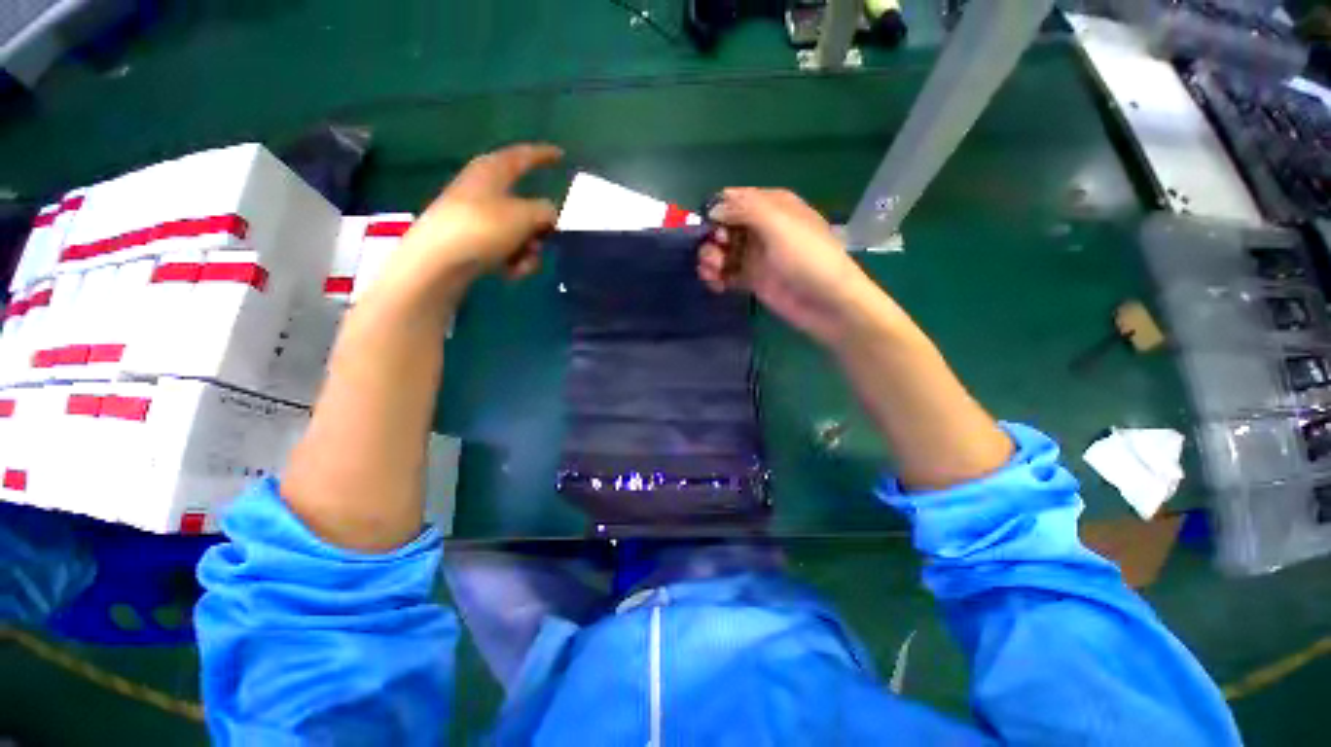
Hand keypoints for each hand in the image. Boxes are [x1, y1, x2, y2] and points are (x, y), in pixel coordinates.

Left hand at [374, 143, 562, 307]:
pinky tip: (509, 273)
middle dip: (539, 227)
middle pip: (525, 205)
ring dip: (528, 250)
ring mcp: (475, 216)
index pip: (523, 156)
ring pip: (518, 231)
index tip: (560, 154)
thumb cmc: (484, 228)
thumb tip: (549, 215)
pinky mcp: (470, 241)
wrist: (439, 261)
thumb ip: (546, 211)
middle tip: (546, 240)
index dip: (544, 155)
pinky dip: (512, 260)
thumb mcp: (526, 216)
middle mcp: (483, 189)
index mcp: (493, 170)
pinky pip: (504, 247)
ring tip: (522, 264)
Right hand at [698, 188, 882, 346]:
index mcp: (772, 205)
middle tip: (713, 256)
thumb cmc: (807, 258)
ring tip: (711, 273)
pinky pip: (726, 273)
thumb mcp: (779, 224)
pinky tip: (715, 284)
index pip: (734, 199)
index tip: (708, 227)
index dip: (717, 210)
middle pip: (723, 226)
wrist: (827, 302)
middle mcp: (761, 227)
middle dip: (711, 239)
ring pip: (722, 250)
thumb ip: (744, 209)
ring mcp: (756, 255)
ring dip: (710, 259)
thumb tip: (713, 209)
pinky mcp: (752, 279)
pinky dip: (716, 277)